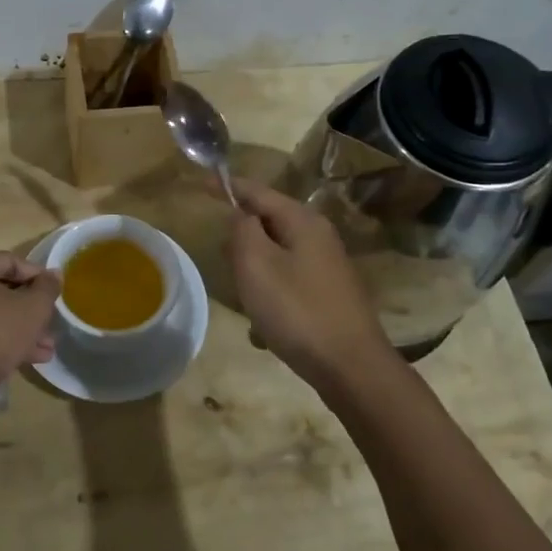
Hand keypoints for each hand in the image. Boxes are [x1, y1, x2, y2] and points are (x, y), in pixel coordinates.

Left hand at [0, 251, 60, 387]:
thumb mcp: (33, 307)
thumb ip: (48, 287)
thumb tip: (55, 274)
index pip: (12, 261)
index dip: (38, 276)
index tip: (56, 292)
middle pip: (5, 290)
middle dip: (33, 308)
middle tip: (54, 320)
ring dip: (26, 328)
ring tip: (50, 345)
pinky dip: (10, 340)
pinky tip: (37, 357)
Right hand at [228, 181, 396, 388]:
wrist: (351, 367)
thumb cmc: (297, 311)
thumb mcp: (256, 265)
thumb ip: (242, 230)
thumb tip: (241, 214)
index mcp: (302, 221)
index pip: (257, 191)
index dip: (227, 186)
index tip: (200, 183)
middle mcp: (318, 235)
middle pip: (268, 221)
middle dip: (241, 236)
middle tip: (223, 258)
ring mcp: (326, 265)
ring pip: (275, 253)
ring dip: (254, 270)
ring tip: (243, 297)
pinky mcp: (327, 293)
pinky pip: (286, 280)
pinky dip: (269, 294)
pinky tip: (264, 324)